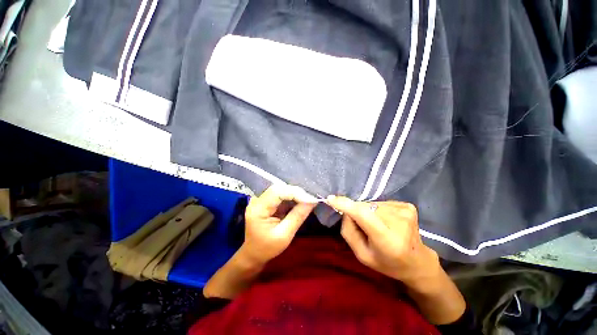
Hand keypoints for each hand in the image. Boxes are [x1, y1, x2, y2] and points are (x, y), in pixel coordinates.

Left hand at [241, 184, 316, 264]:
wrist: (254, 253)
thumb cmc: (267, 248)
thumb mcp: (284, 235)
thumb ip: (298, 216)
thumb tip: (312, 201)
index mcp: (258, 209)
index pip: (277, 192)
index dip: (295, 193)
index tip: (311, 199)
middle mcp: (258, 199)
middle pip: (279, 188)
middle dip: (297, 192)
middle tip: (312, 199)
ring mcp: (261, 199)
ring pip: (282, 189)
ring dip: (296, 194)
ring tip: (309, 200)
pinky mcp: (267, 200)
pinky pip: (281, 194)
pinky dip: (292, 197)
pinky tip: (301, 201)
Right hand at [326, 197, 440, 289]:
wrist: (417, 262)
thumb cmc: (386, 262)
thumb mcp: (362, 255)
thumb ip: (349, 232)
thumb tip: (346, 210)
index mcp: (388, 240)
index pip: (364, 215)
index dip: (346, 205)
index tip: (331, 199)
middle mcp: (399, 222)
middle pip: (365, 208)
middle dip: (357, 213)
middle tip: (363, 227)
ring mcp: (405, 211)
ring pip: (372, 204)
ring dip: (368, 212)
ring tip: (377, 226)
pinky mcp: (408, 206)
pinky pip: (381, 202)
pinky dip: (378, 210)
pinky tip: (386, 221)